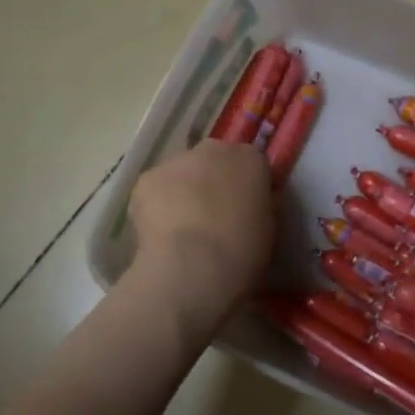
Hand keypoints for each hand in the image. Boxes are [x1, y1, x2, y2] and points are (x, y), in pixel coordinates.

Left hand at [126, 138, 274, 328]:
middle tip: (213, 216)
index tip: (245, 208)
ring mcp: (177, 161)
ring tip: (183, 228)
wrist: (194, 266)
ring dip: (184, 191)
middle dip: (213, 180)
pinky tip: (162, 231)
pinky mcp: (147, 179)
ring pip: (182, 172)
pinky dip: (158, 204)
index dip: (246, 185)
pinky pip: (156, 188)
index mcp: (251, 160)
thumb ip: (259, 205)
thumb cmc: (243, 251)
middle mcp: (215, 149)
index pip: (251, 163)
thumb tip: (249, 203)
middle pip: (214, 159)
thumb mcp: (268, 227)